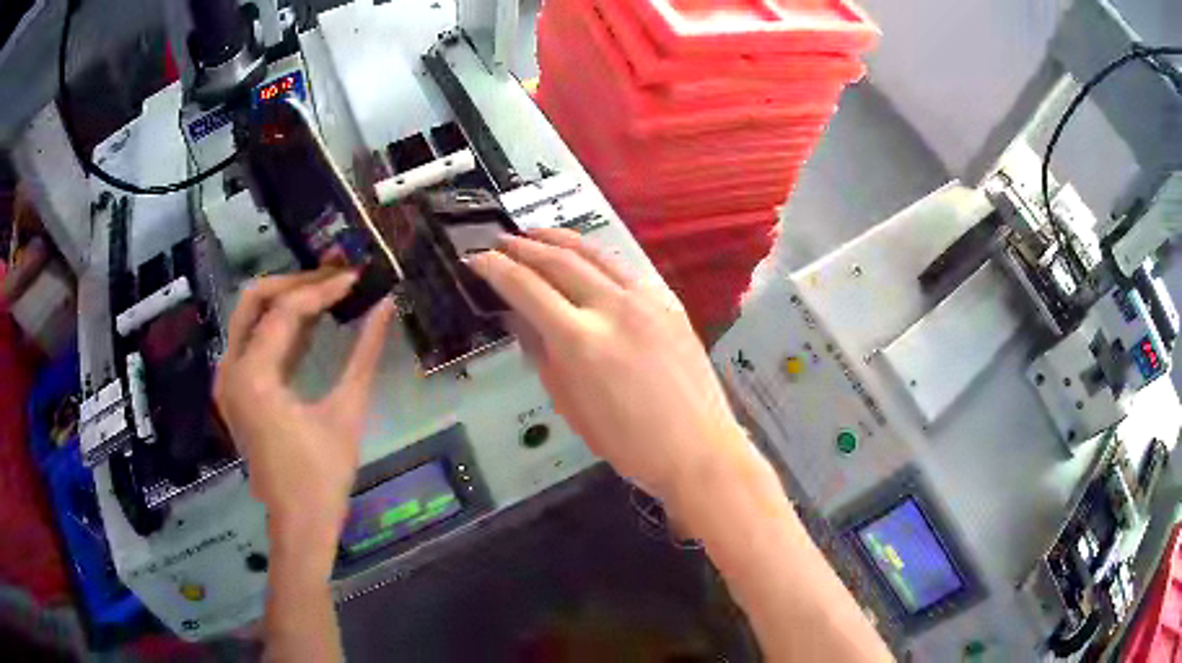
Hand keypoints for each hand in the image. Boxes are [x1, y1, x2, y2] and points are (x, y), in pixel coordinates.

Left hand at [214, 269, 394, 561]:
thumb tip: (387, 305)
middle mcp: (231, 370)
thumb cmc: (323, 475)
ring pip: (250, 317)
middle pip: (254, 300)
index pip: (285, 310)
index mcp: (253, 376)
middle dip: (295, 282)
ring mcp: (229, 380)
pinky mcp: (236, 391)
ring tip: (328, 293)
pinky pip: (253, 341)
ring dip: (286, 301)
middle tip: (335, 279)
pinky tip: (312, 323)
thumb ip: (365, 353)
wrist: (299, 522)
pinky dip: (279, 326)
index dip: (323, 288)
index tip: (357, 277)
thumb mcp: (347, 412)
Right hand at [465, 230, 746, 502]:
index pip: (527, 288)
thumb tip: (519, 318)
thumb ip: (541, 354)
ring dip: (559, 239)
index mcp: (580, 339)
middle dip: (523, 246)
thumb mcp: (569, 404)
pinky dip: (595, 255)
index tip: (477, 259)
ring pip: (594, 253)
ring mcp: (646, 298)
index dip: (496, 269)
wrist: (696, 447)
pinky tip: (584, 256)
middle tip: (500, 241)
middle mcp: (612, 306)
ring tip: (535, 233)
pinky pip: (624, 266)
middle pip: (558, 260)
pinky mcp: (669, 300)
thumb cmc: (627, 442)